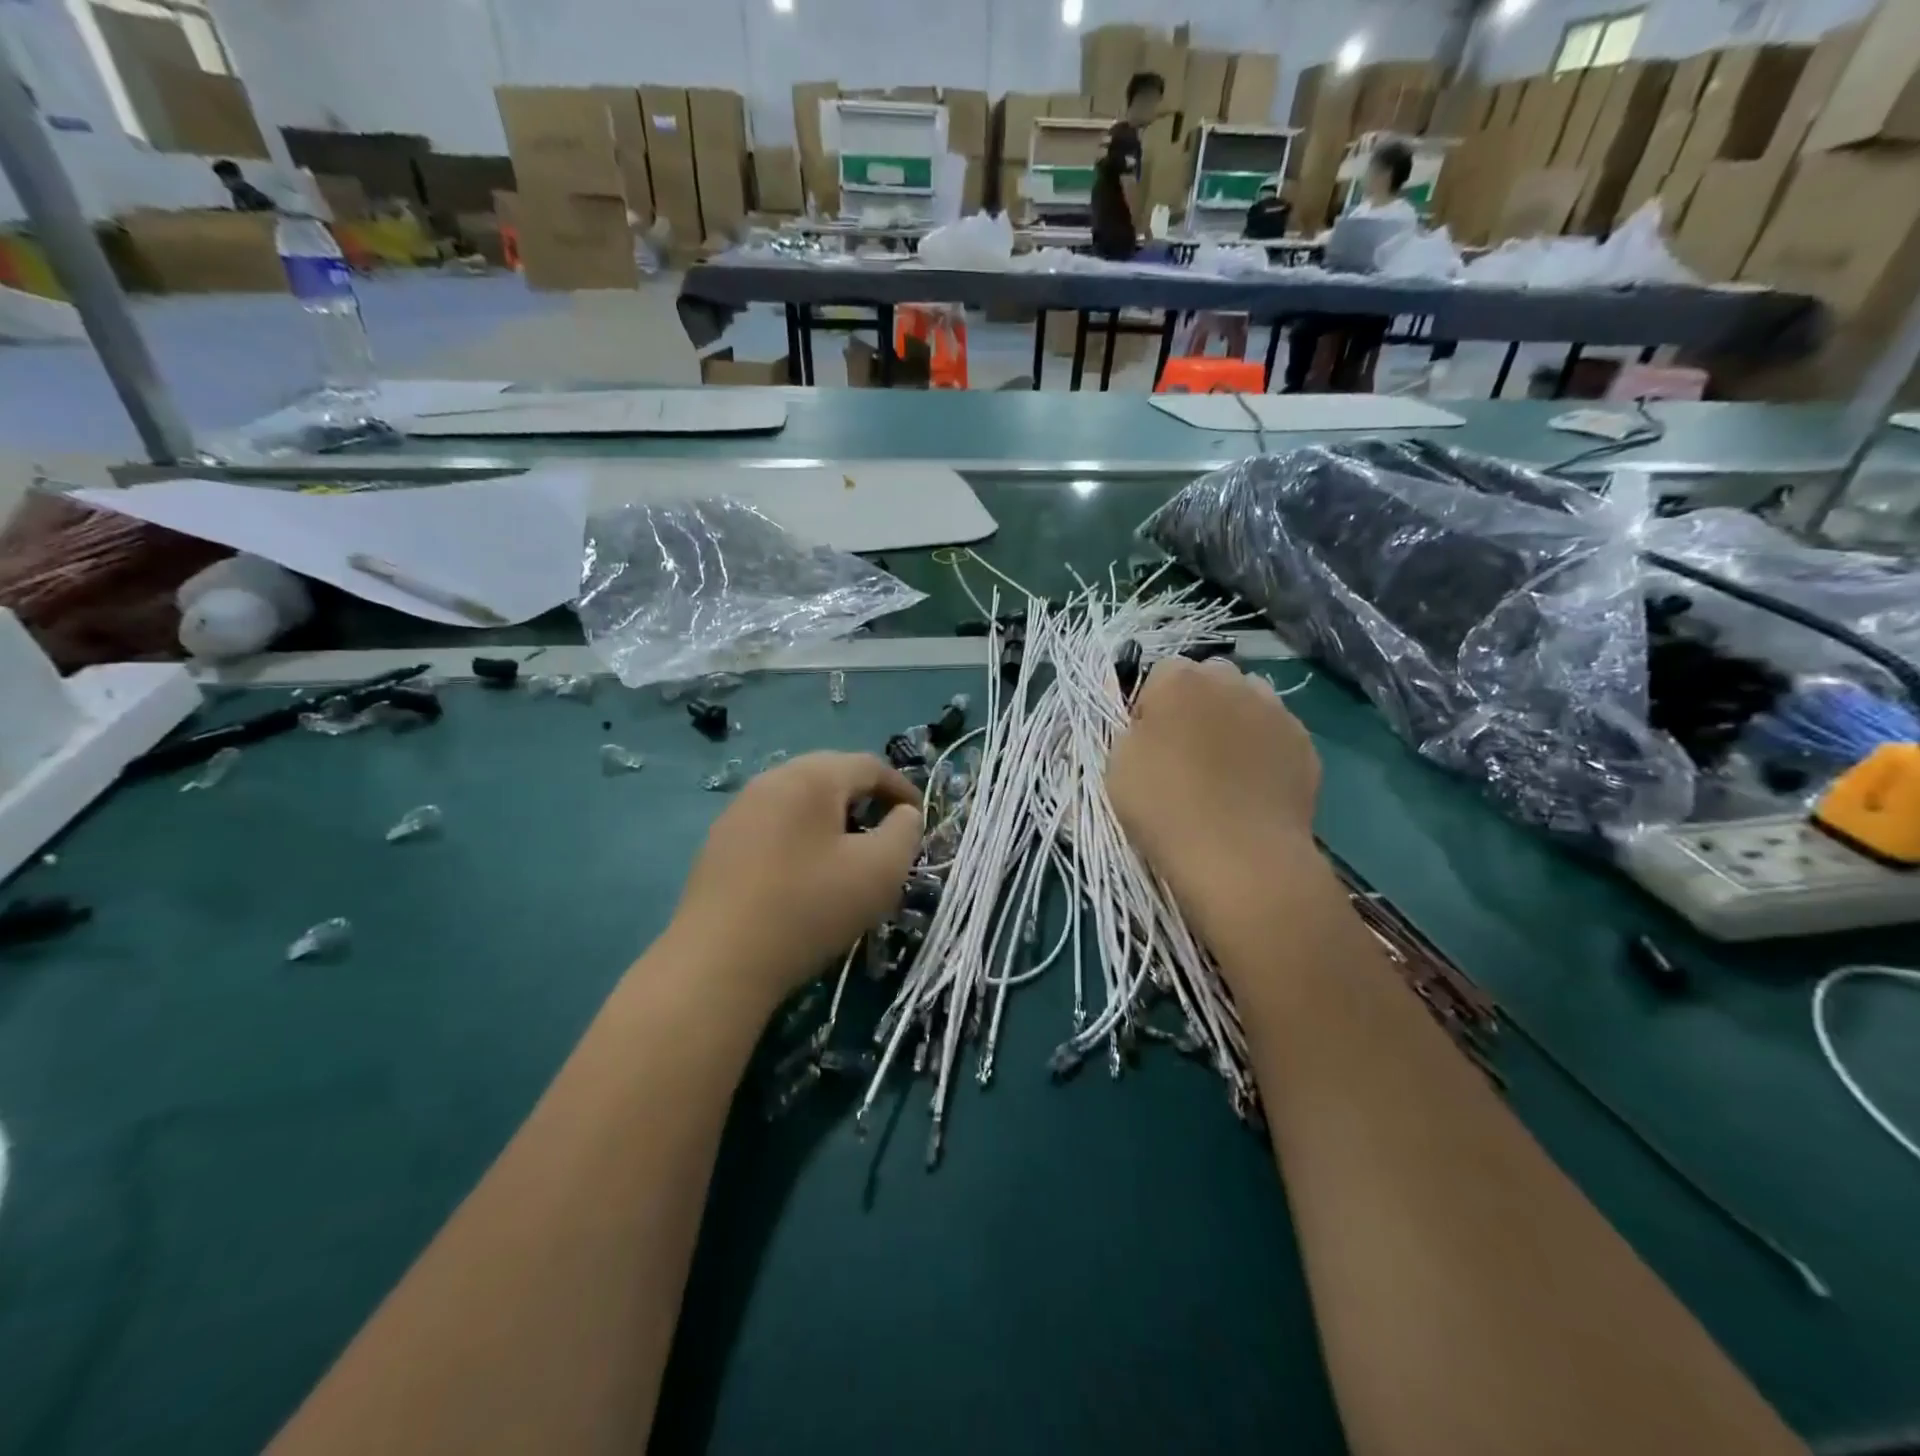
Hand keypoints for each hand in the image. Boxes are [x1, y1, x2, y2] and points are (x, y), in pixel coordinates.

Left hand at [667, 752, 922, 1005]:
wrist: (719, 961)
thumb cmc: (810, 907)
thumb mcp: (881, 870)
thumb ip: (905, 831)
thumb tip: (903, 814)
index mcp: (811, 777)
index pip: (869, 765)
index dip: (902, 789)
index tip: (921, 820)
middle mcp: (771, 780)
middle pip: (831, 776)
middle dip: (866, 800)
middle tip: (886, 835)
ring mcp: (739, 810)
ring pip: (800, 800)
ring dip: (832, 819)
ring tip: (848, 856)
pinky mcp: (720, 842)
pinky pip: (774, 824)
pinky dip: (801, 837)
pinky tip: (804, 875)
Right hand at [1107, 657, 1325, 952]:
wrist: (1239, 855)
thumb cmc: (1165, 806)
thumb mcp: (1117, 765)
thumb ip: (1134, 731)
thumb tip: (1153, 726)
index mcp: (1179, 680)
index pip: (1160, 674)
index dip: (1151, 707)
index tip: (1147, 743)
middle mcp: (1231, 680)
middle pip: (1210, 679)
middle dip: (1197, 705)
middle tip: (1185, 752)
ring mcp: (1275, 710)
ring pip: (1249, 700)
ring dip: (1234, 721)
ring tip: (1224, 768)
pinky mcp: (1305, 744)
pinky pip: (1277, 735)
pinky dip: (1264, 750)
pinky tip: (1253, 787)